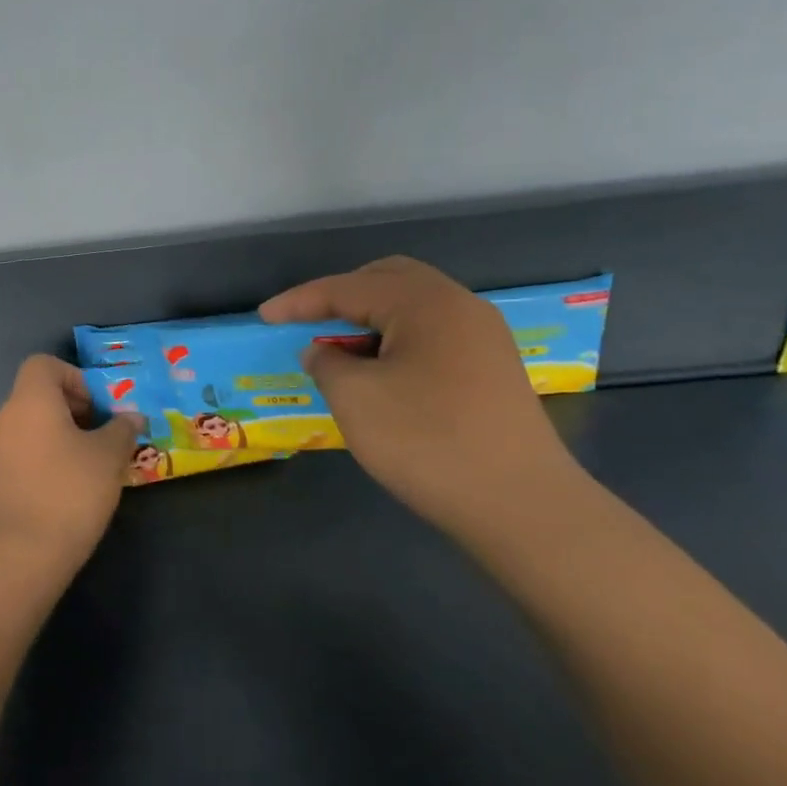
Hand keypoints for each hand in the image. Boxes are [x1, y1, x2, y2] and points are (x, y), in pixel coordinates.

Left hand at [0, 355, 141, 564]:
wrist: (21, 554)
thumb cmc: (70, 491)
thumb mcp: (109, 457)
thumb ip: (122, 430)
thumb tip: (131, 417)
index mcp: (31, 402)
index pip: (43, 364)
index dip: (74, 376)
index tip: (97, 407)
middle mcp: (6, 419)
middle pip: (38, 396)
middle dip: (74, 409)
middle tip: (103, 436)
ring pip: (32, 428)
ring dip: (61, 437)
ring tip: (91, 465)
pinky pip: (23, 455)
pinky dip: (45, 459)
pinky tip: (68, 489)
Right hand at [260, 257, 580, 531]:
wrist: (521, 505)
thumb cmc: (428, 442)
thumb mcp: (356, 399)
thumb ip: (327, 365)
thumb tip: (322, 353)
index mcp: (426, 303)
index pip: (349, 287)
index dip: (301, 301)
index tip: (264, 316)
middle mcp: (460, 307)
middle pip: (390, 280)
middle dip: (343, 295)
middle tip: (308, 321)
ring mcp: (484, 338)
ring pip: (415, 309)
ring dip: (372, 320)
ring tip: (341, 351)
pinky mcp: (493, 370)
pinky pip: (434, 336)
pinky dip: (398, 342)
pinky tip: (382, 374)